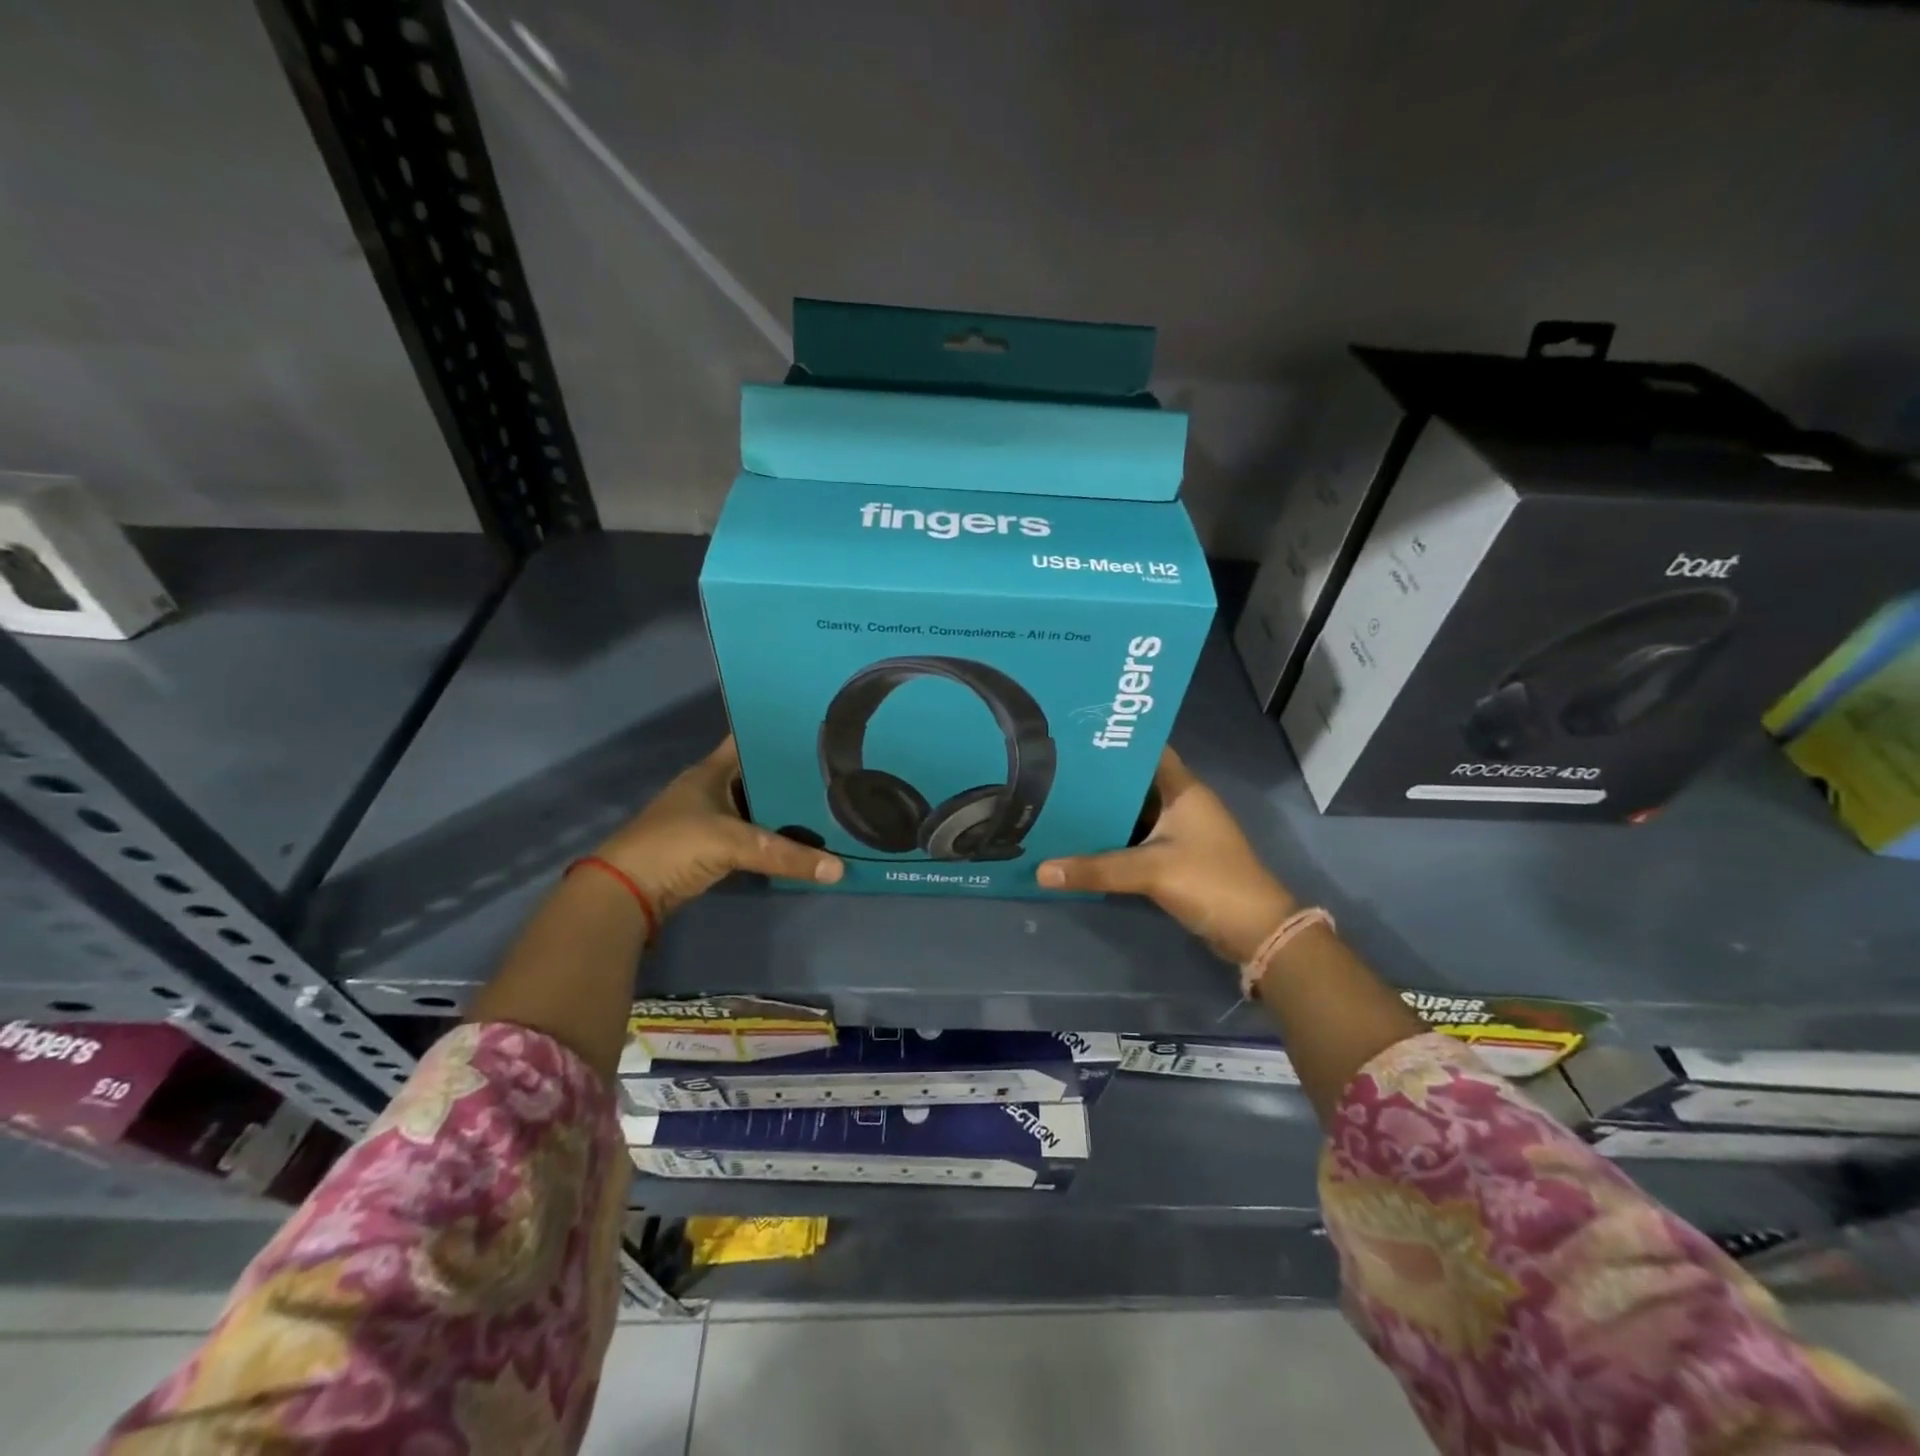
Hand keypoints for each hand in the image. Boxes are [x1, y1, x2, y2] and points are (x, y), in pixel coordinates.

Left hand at [591, 738, 842, 916]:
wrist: (627, 891)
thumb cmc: (675, 846)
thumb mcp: (733, 844)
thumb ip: (785, 854)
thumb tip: (839, 869)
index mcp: (711, 771)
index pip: (747, 739)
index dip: (775, 731)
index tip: (814, 728)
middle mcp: (712, 788)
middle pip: (758, 773)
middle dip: (790, 772)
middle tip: (836, 768)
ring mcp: (710, 818)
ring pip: (757, 805)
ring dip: (783, 806)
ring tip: (828, 799)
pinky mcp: (712, 847)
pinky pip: (752, 833)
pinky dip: (773, 834)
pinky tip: (802, 835)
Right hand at [1036, 747, 1296, 963]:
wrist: (1254, 931)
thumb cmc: (1210, 881)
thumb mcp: (1150, 871)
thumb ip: (1096, 869)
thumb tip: (1040, 870)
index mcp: (1183, 789)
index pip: (1148, 750)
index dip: (1116, 742)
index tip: (1076, 737)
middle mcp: (1181, 804)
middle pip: (1134, 782)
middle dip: (1099, 779)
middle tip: (1054, 771)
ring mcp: (1179, 832)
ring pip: (1133, 813)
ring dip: (1104, 811)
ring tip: (1058, 802)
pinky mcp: (1175, 858)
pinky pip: (1136, 840)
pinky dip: (1113, 839)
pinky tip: (1080, 840)